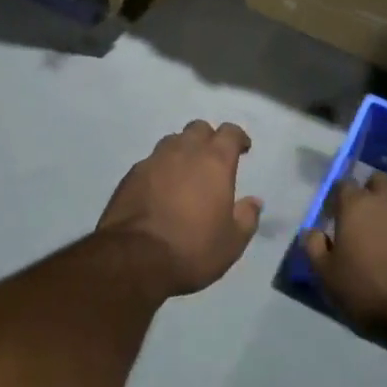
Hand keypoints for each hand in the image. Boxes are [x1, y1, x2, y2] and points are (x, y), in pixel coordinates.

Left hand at [99, 121, 261, 296]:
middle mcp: (184, 151)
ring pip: (173, 141)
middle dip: (209, 139)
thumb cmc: (193, 248)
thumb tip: (254, 201)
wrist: (135, 258)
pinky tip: (160, 188)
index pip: (229, 132)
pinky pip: (151, 161)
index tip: (242, 148)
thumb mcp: (232, 242)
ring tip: (186, 172)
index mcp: (214, 162)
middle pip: (198, 129)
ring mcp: (154, 159)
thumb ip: (246, 217)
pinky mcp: (131, 174)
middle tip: (213, 160)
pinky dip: (161, 168)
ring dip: (183, 150)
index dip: (238, 137)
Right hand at [303, 173, 386, 341]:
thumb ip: (314, 248)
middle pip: (376, 182)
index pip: (342, 185)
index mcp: (356, 204)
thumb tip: (312, 231)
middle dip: (369, 194)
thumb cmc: (370, 292)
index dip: (337, 200)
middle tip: (363, 222)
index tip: (335, 219)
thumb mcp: (328, 277)